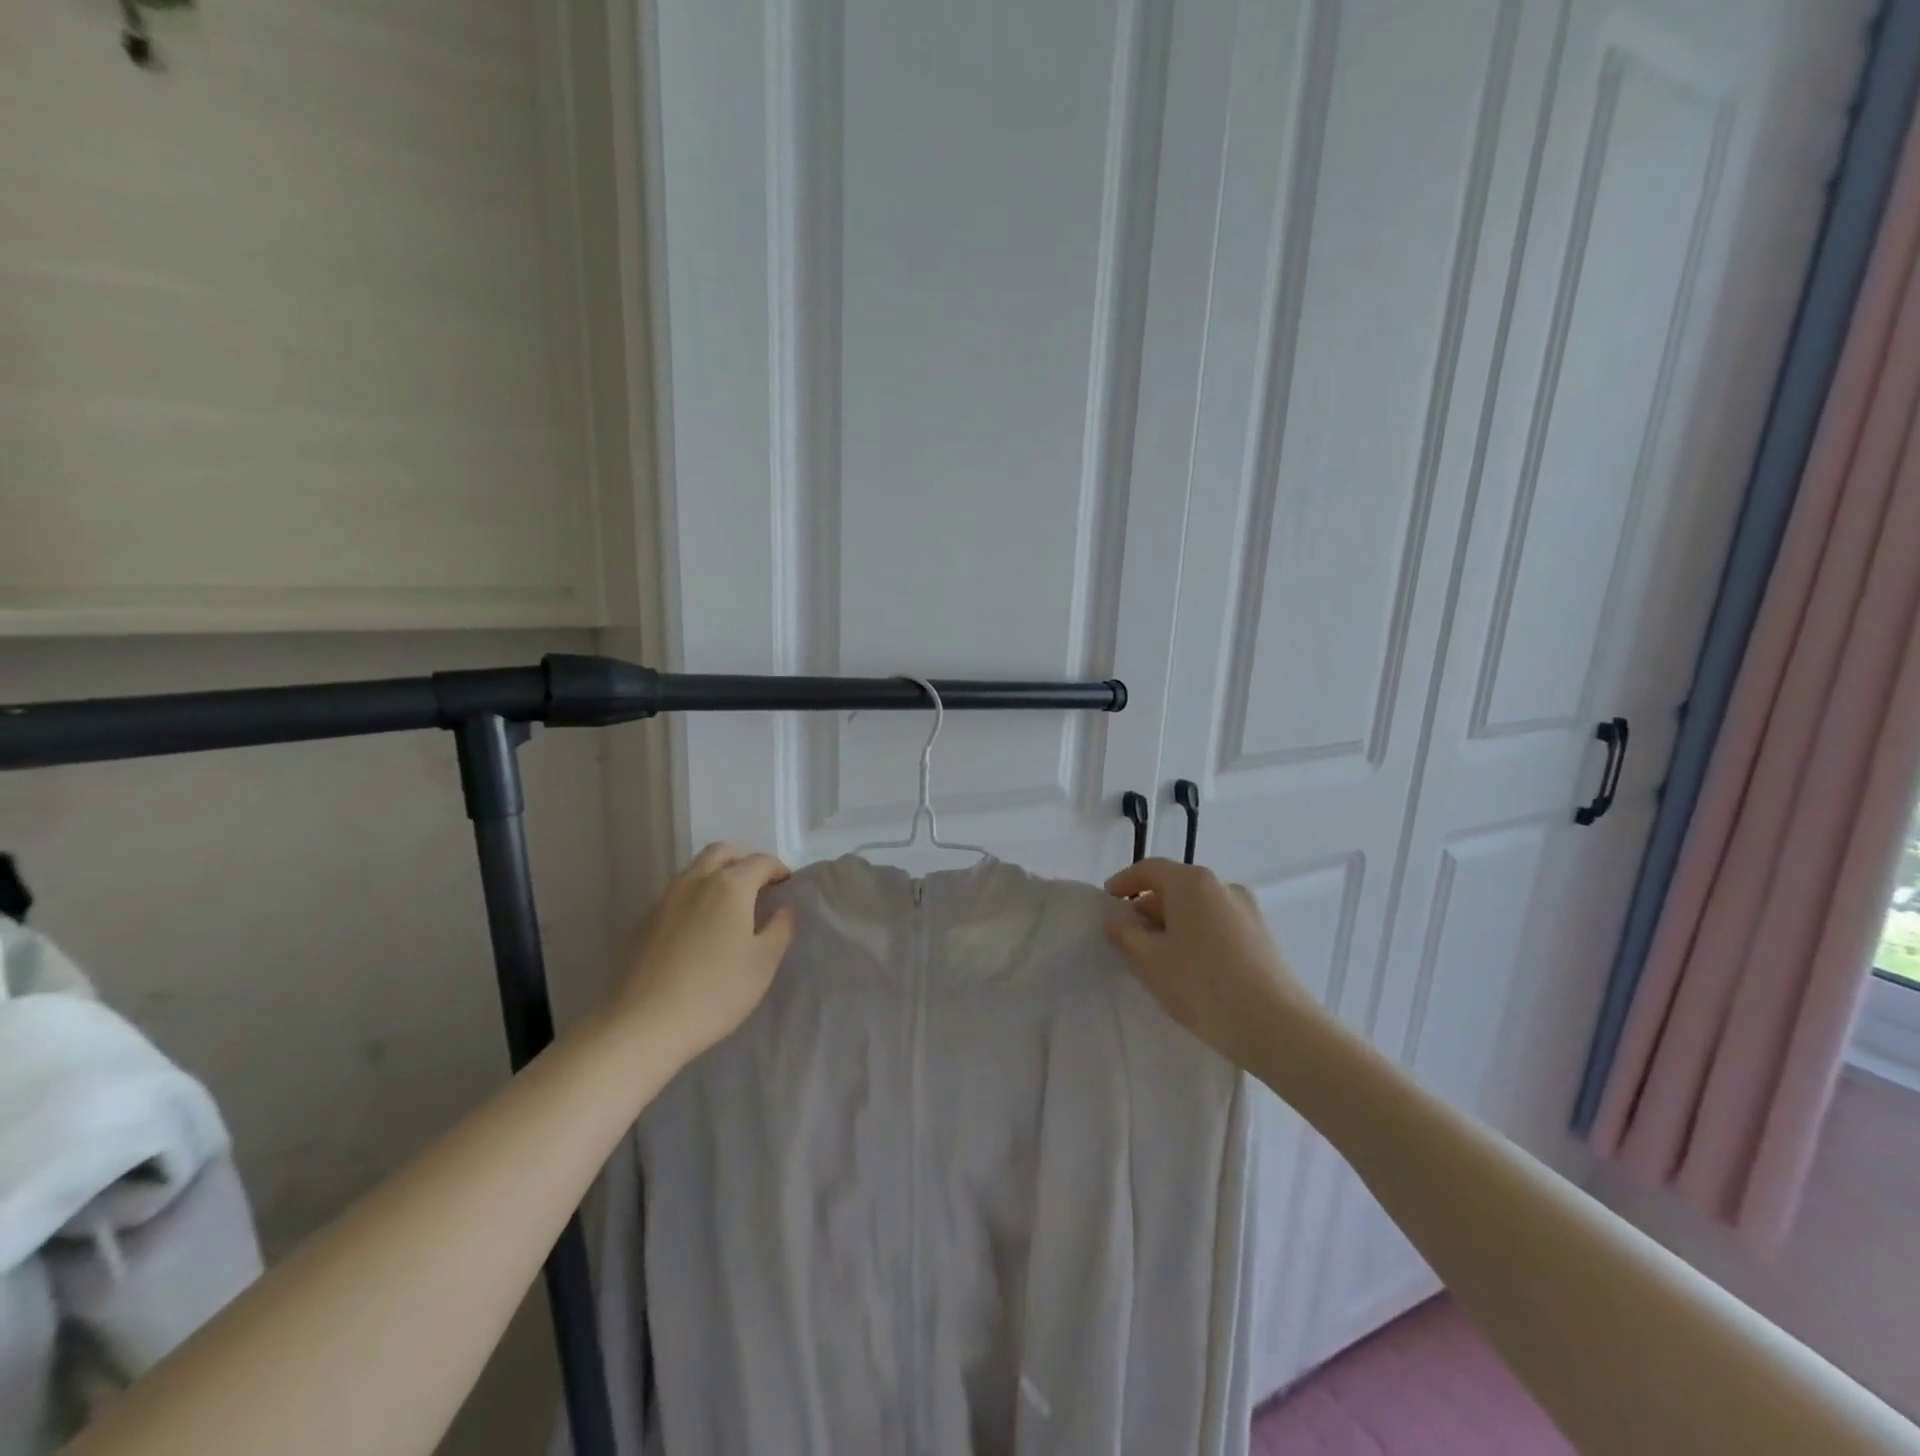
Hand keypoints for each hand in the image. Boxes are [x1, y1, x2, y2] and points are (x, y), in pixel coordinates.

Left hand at [614, 842, 795, 1057]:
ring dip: (718, 873)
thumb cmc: (716, 991)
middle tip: (759, 883)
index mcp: (729, 886)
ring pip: (696, 869)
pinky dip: (697, 894)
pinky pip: (678, 892)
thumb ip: (780, 928)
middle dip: (744, 860)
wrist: (646, 1024)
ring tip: (730, 902)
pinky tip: (701, 925)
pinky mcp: (646, 921)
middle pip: (722, 853)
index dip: (778, 869)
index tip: (787, 884)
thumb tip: (783, 908)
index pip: (760, 862)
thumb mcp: (763, 962)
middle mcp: (696, 881)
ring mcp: (666, 899)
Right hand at [1104, 858, 1316, 1068]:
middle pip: (1175, 886)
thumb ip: (1125, 933)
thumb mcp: (1150, 960)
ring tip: (1159, 955)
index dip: (1124, 882)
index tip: (1108, 901)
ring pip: (1197, 906)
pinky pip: (1217, 923)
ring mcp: (1246, 910)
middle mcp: (1222, 886)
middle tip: (1129, 936)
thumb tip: (1118, 919)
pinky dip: (1196, 933)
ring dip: (1173, 923)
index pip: (1149, 869)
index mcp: (1192, 882)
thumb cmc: (1203, 985)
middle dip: (1148, 907)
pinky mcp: (1261, 935)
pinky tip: (1191, 966)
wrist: (1277, 1026)